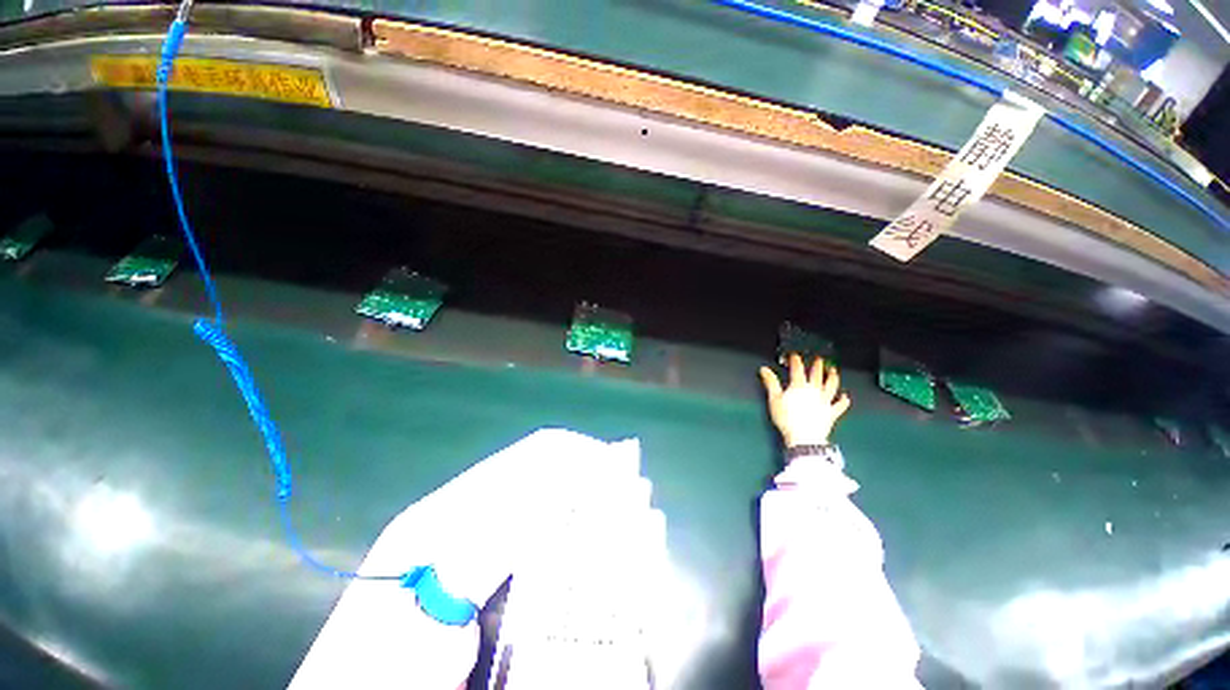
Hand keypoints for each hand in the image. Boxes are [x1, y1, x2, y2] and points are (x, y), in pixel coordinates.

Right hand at [759, 354, 850, 446]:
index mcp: (799, 386)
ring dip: (833, 378)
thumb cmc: (786, 418)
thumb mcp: (774, 399)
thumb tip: (764, 368)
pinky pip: (840, 405)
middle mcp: (814, 390)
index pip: (798, 370)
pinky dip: (843, 400)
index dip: (796, 361)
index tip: (795, 355)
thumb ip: (770, 383)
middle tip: (819, 359)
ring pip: (831, 386)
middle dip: (817, 366)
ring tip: (833, 371)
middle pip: (817, 375)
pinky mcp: (832, 413)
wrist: (804, 437)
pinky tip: (846, 397)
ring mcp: (825, 401)